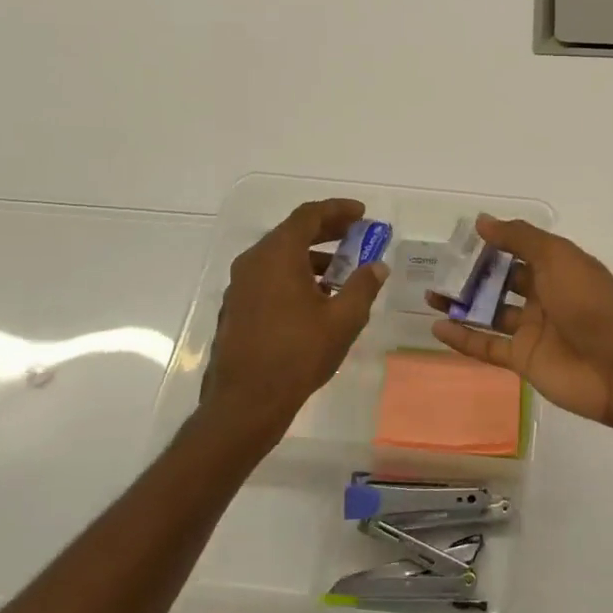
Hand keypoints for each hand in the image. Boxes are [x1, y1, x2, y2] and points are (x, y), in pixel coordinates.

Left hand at [193, 198, 386, 457]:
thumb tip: (376, 267)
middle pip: (292, 233)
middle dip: (327, 231)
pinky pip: (269, 277)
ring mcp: (240, 286)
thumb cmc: (298, 354)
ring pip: (279, 257)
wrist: (246, 401)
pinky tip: (316, 299)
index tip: (362, 213)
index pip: (308, 216)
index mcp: (277, 255)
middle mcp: (253, 262)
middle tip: (357, 236)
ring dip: (312, 257)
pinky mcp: (236, 308)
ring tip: (342, 272)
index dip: (337, 210)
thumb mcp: (343, 319)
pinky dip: (295, 276)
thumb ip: (362, 286)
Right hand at [430, 216, 612, 428]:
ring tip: (429, 294)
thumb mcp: (558, 258)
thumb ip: (519, 238)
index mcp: (558, 269)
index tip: (460, 238)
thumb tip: (482, 220)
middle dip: (472, 275)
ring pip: (490, 314)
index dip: (493, 244)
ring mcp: (533, 330)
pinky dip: (464, 338)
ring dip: (462, 304)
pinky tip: (437, 326)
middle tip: (437, 268)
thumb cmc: (591, 303)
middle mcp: (545, 297)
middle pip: (502, 282)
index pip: (520, 251)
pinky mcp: (524, 360)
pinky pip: (488, 347)